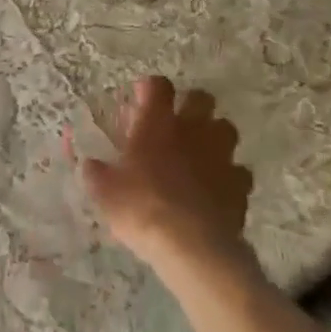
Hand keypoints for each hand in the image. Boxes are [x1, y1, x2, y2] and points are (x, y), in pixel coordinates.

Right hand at [72, 76, 255, 271]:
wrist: (190, 245)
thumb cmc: (140, 208)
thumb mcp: (104, 192)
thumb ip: (96, 173)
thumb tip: (90, 165)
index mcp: (156, 124)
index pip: (158, 86)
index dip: (150, 88)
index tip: (141, 98)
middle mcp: (192, 131)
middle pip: (201, 98)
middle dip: (190, 105)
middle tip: (175, 123)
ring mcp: (220, 156)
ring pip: (226, 128)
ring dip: (213, 136)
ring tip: (199, 153)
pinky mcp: (240, 185)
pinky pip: (239, 170)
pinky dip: (228, 175)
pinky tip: (216, 188)